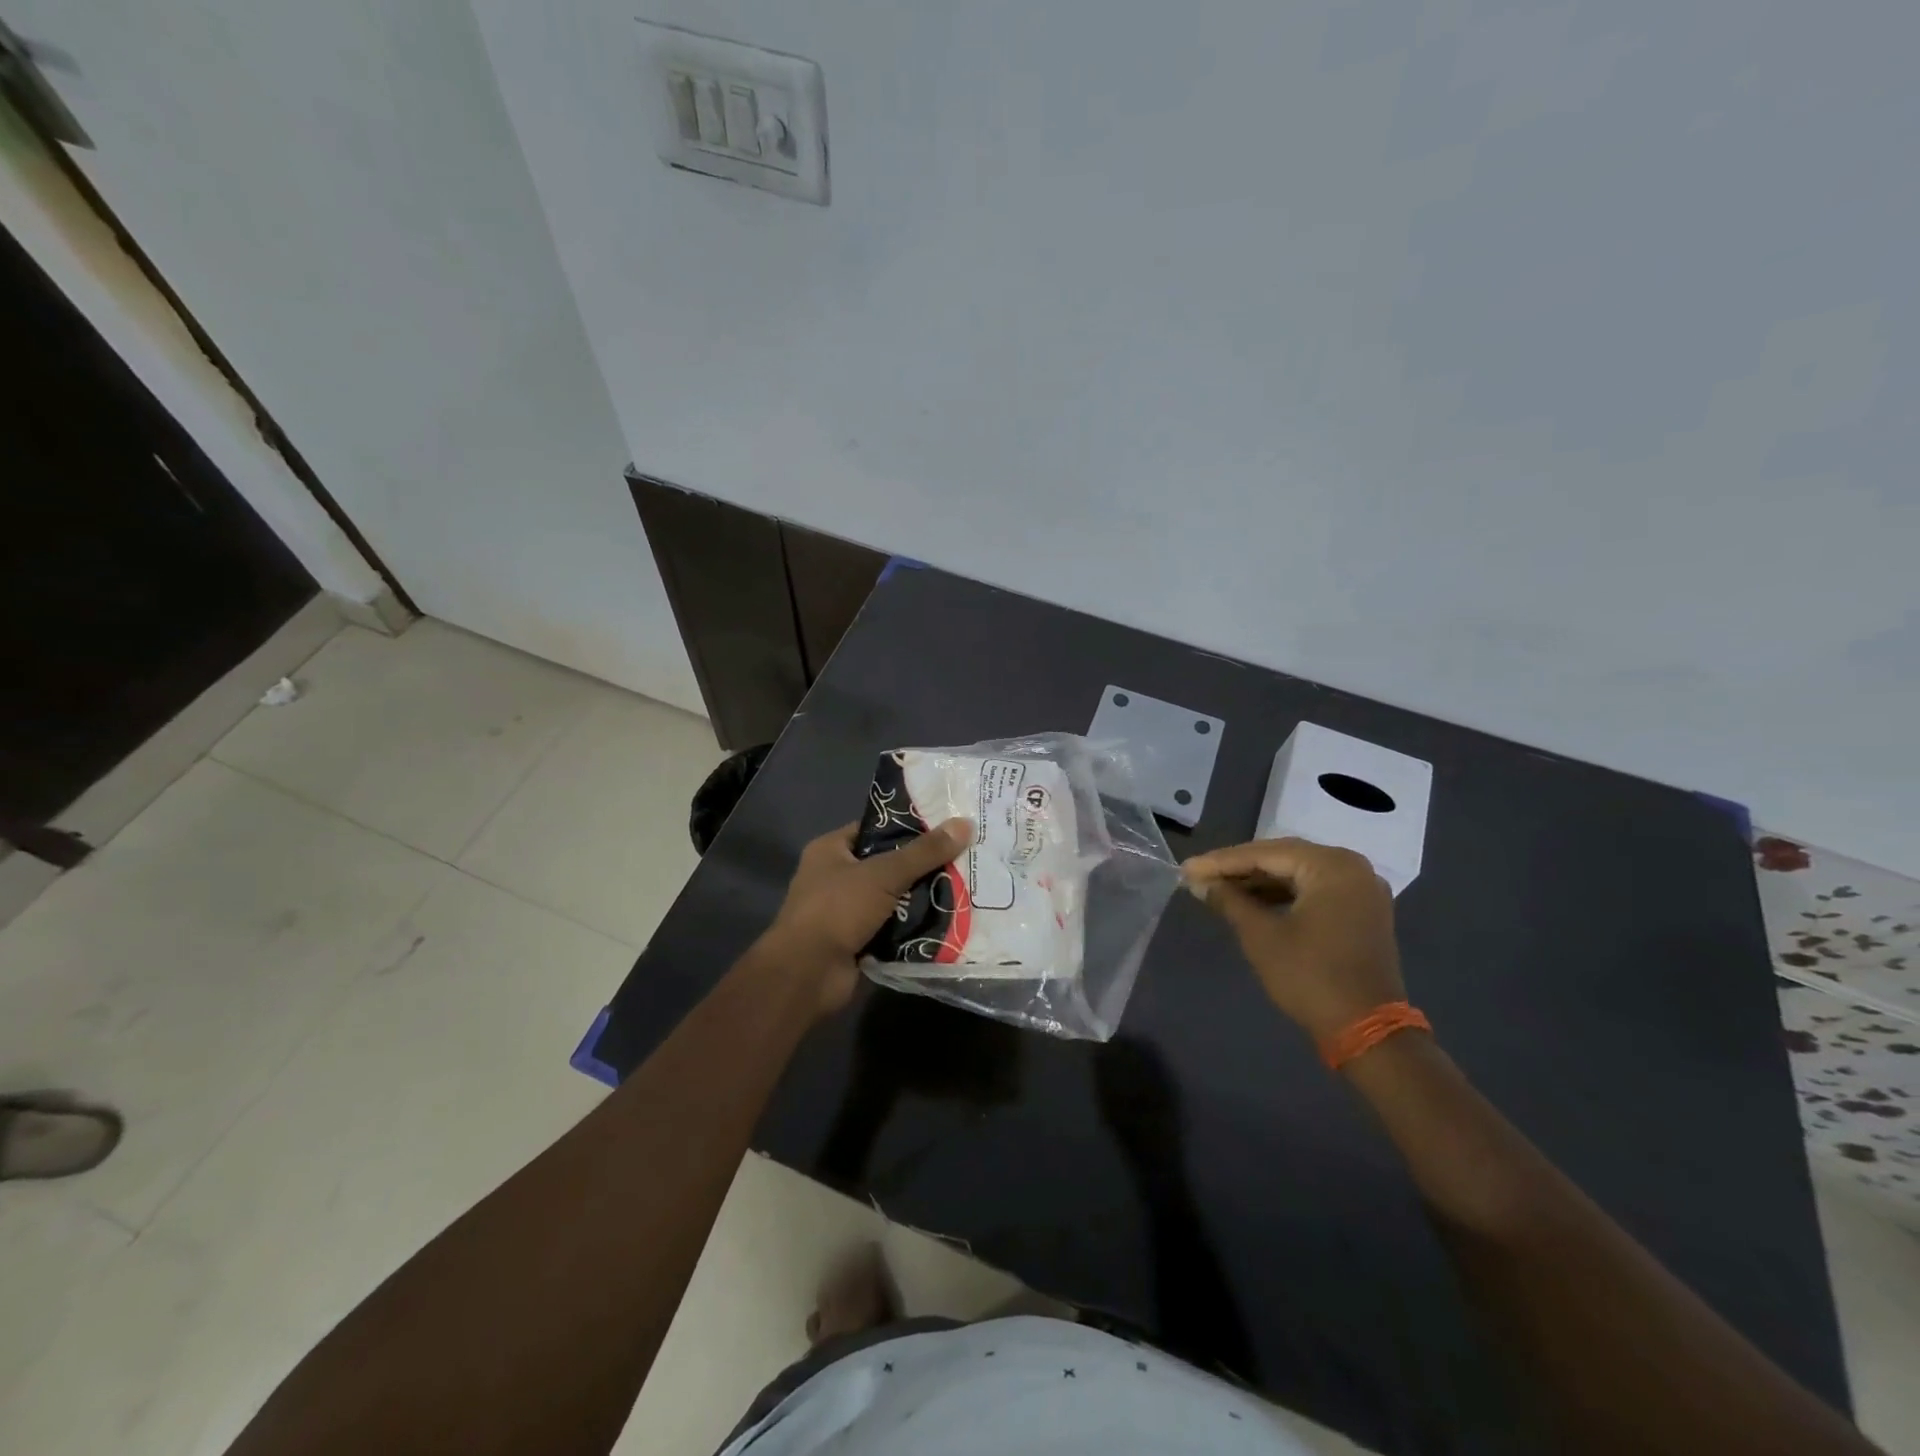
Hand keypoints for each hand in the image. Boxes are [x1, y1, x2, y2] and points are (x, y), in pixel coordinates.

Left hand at [761, 817, 973, 1015]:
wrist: (807, 974)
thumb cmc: (837, 909)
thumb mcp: (884, 874)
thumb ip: (924, 852)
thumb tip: (965, 824)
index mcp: (831, 850)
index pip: (875, 829)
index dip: (909, 826)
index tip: (947, 826)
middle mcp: (836, 877)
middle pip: (888, 864)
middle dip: (922, 865)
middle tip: (964, 858)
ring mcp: (846, 912)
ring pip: (894, 897)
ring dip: (922, 897)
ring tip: (965, 887)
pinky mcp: (858, 941)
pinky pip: (893, 927)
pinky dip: (915, 926)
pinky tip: (950, 920)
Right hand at [1182, 838, 1402, 1045]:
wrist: (1367, 1030)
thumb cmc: (1310, 976)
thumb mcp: (1261, 935)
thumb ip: (1228, 900)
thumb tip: (1197, 881)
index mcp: (1332, 865)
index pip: (1265, 853)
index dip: (1221, 862)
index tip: (1187, 868)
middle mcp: (1352, 867)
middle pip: (1283, 858)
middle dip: (1239, 868)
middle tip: (1199, 875)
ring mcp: (1361, 889)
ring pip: (1298, 874)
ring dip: (1258, 882)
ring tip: (1219, 889)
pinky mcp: (1361, 911)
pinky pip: (1313, 890)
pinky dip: (1282, 894)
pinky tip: (1251, 901)